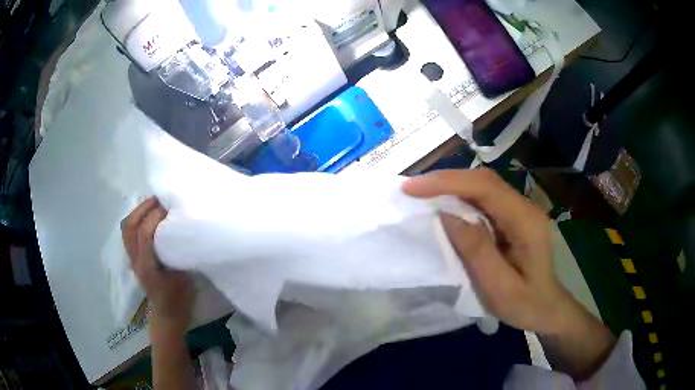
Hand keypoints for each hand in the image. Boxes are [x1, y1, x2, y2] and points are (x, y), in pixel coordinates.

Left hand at [122, 197, 193, 340]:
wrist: (167, 316)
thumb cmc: (178, 300)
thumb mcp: (183, 278)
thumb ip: (178, 253)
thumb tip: (180, 229)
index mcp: (147, 267)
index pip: (144, 235)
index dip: (154, 217)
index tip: (169, 207)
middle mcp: (135, 260)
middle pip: (129, 227)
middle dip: (142, 209)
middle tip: (159, 198)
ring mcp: (133, 259)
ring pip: (127, 229)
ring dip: (138, 212)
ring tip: (153, 204)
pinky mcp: (135, 258)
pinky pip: (130, 234)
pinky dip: (137, 220)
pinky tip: (149, 217)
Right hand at [404, 169, 566, 332]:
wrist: (548, 309)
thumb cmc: (526, 305)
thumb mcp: (500, 288)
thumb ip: (477, 251)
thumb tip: (447, 215)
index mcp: (526, 222)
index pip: (485, 188)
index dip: (448, 183)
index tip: (413, 188)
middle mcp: (524, 207)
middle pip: (484, 180)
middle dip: (445, 180)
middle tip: (411, 189)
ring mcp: (520, 210)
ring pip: (483, 186)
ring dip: (451, 186)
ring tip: (421, 194)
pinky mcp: (513, 217)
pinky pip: (484, 199)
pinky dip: (460, 198)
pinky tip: (444, 205)